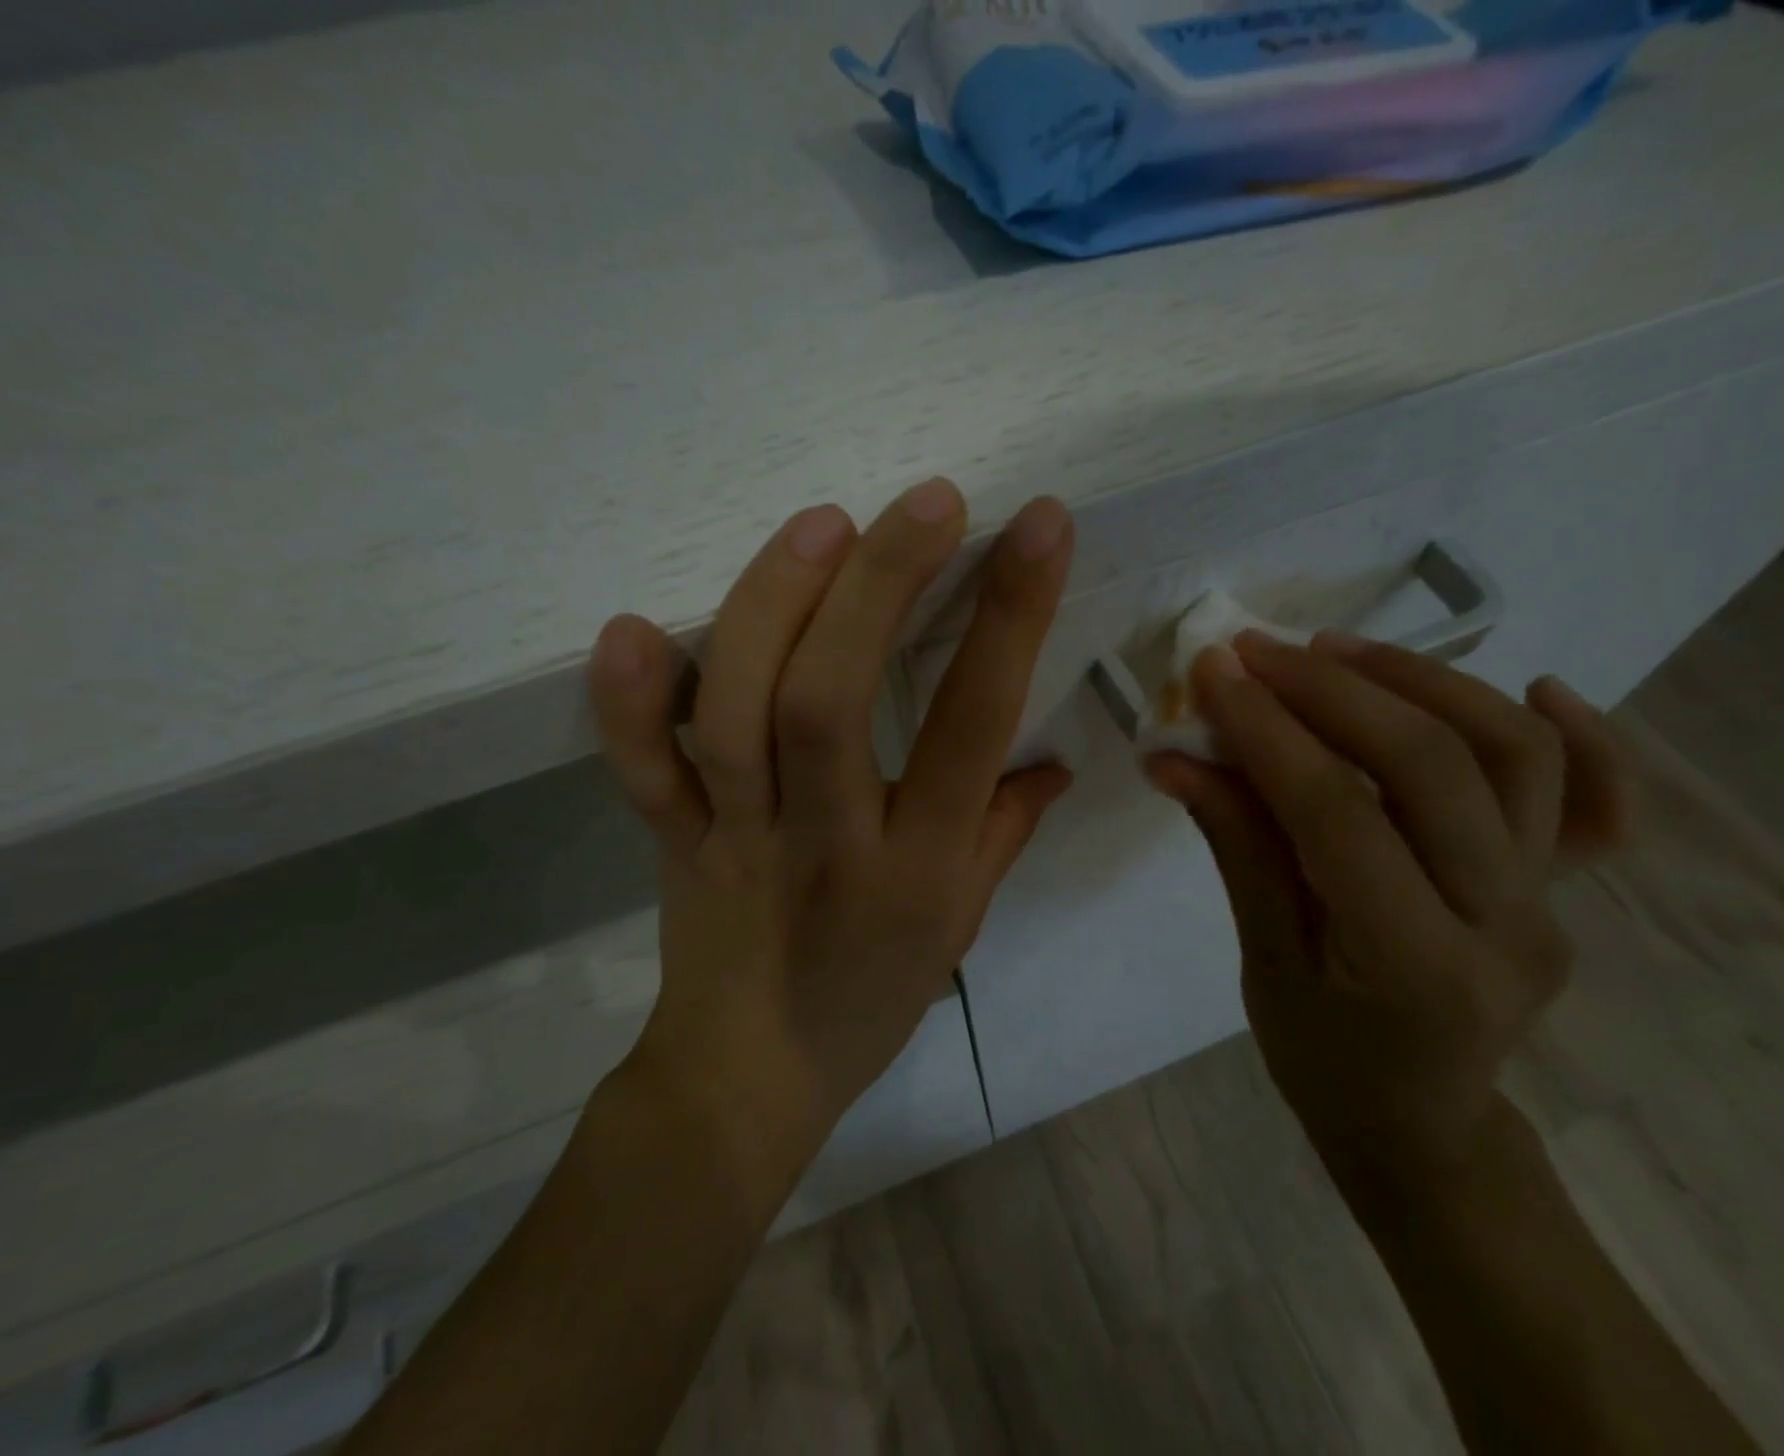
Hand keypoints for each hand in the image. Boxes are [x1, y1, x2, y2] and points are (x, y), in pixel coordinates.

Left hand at [587, 479, 1074, 1198]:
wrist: (749, 1078)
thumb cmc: (872, 998)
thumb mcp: (961, 926)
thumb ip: (1006, 833)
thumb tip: (1055, 762)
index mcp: (918, 868)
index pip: (973, 726)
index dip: (1011, 617)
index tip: (1038, 525)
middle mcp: (828, 841)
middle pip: (834, 701)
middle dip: (882, 587)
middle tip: (925, 501)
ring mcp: (739, 839)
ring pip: (738, 716)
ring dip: (772, 609)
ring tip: (822, 524)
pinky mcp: (674, 841)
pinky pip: (642, 771)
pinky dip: (627, 703)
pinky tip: (631, 628)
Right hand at [1148, 634, 1630, 1181]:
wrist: (1419, 1120)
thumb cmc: (1322, 1057)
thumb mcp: (1262, 962)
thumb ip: (1235, 847)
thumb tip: (1176, 757)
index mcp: (1412, 965)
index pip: (1336, 814)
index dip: (1268, 730)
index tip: (1214, 670)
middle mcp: (1505, 924)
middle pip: (1432, 766)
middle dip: (1333, 690)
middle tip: (1260, 652)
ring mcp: (1554, 901)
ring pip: (1512, 754)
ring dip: (1422, 681)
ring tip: (1336, 651)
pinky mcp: (1569, 886)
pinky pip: (1599, 801)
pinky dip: (1583, 734)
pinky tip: (1534, 687)